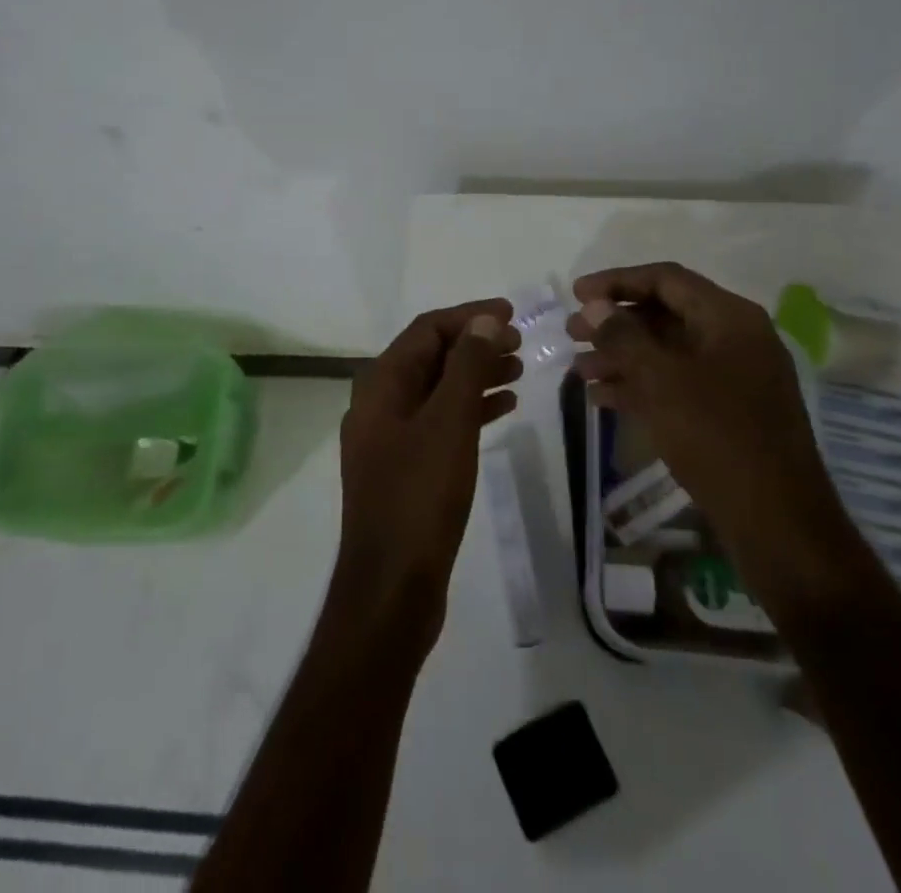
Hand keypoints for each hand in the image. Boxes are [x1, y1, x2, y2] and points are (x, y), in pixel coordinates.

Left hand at [330, 300, 521, 654]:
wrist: (392, 587)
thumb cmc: (420, 496)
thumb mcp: (448, 423)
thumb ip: (466, 367)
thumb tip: (483, 320)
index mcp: (381, 384)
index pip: (426, 330)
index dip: (468, 316)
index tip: (510, 314)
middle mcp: (380, 403)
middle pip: (431, 357)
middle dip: (475, 344)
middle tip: (520, 343)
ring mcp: (391, 437)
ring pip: (438, 389)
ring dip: (477, 374)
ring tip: (520, 370)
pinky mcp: (406, 467)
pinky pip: (440, 421)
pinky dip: (471, 409)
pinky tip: (504, 408)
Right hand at [568, 262, 857, 613]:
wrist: (778, 523)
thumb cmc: (717, 437)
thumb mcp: (662, 380)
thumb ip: (624, 336)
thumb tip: (595, 306)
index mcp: (730, 318)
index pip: (666, 279)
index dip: (617, 281)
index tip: (576, 294)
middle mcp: (735, 339)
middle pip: (665, 314)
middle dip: (615, 323)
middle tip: (571, 334)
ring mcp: (734, 377)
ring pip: (667, 352)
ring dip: (622, 357)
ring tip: (579, 371)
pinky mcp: (728, 412)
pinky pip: (677, 383)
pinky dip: (640, 385)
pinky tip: (603, 399)